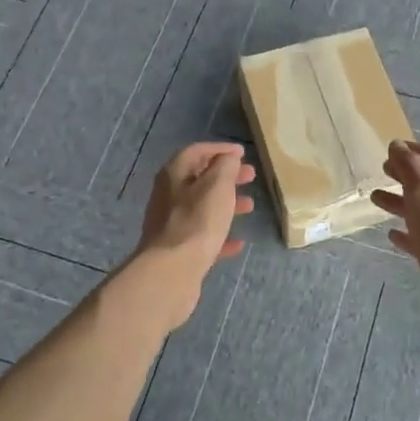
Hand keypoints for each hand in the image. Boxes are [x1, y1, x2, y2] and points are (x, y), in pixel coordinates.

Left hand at [126, 143, 255, 328]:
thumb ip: (225, 167)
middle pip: (200, 179)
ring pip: (202, 207)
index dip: (220, 149)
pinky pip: (202, 236)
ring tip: (250, 206)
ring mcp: (171, 224)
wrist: (171, 271)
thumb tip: (228, 158)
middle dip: (226, 176)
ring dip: (227, 204)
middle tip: (250, 177)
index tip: (243, 153)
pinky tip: (238, 243)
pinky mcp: (177, 249)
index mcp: (174, 174)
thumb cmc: (197, 221)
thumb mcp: (217, 186)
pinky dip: (220, 234)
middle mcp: (168, 195)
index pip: (197, 151)